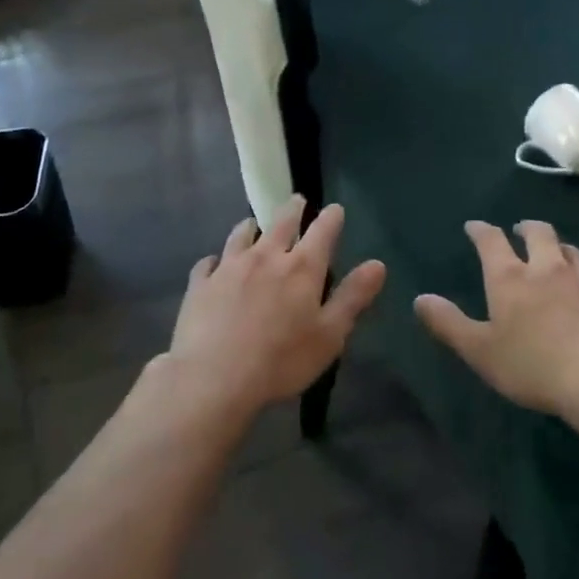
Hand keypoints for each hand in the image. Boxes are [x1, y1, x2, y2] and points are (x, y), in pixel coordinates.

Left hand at [168, 195, 386, 411]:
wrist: (213, 377)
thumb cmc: (281, 360)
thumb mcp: (329, 334)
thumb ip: (353, 297)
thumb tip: (377, 264)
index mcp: (301, 268)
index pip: (322, 231)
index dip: (331, 218)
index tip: (335, 209)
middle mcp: (265, 256)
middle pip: (281, 222)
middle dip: (293, 209)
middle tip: (297, 201)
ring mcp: (229, 267)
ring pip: (241, 235)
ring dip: (251, 227)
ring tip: (253, 223)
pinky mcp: (200, 284)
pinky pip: (208, 263)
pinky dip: (215, 260)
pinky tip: (214, 264)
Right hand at [414, 220, 578, 415]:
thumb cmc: (530, 364)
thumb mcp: (478, 350)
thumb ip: (448, 323)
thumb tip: (420, 299)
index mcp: (508, 277)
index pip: (491, 240)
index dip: (480, 230)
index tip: (473, 226)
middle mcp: (544, 268)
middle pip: (538, 233)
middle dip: (525, 227)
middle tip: (518, 230)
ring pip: (568, 248)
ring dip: (556, 244)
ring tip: (551, 250)